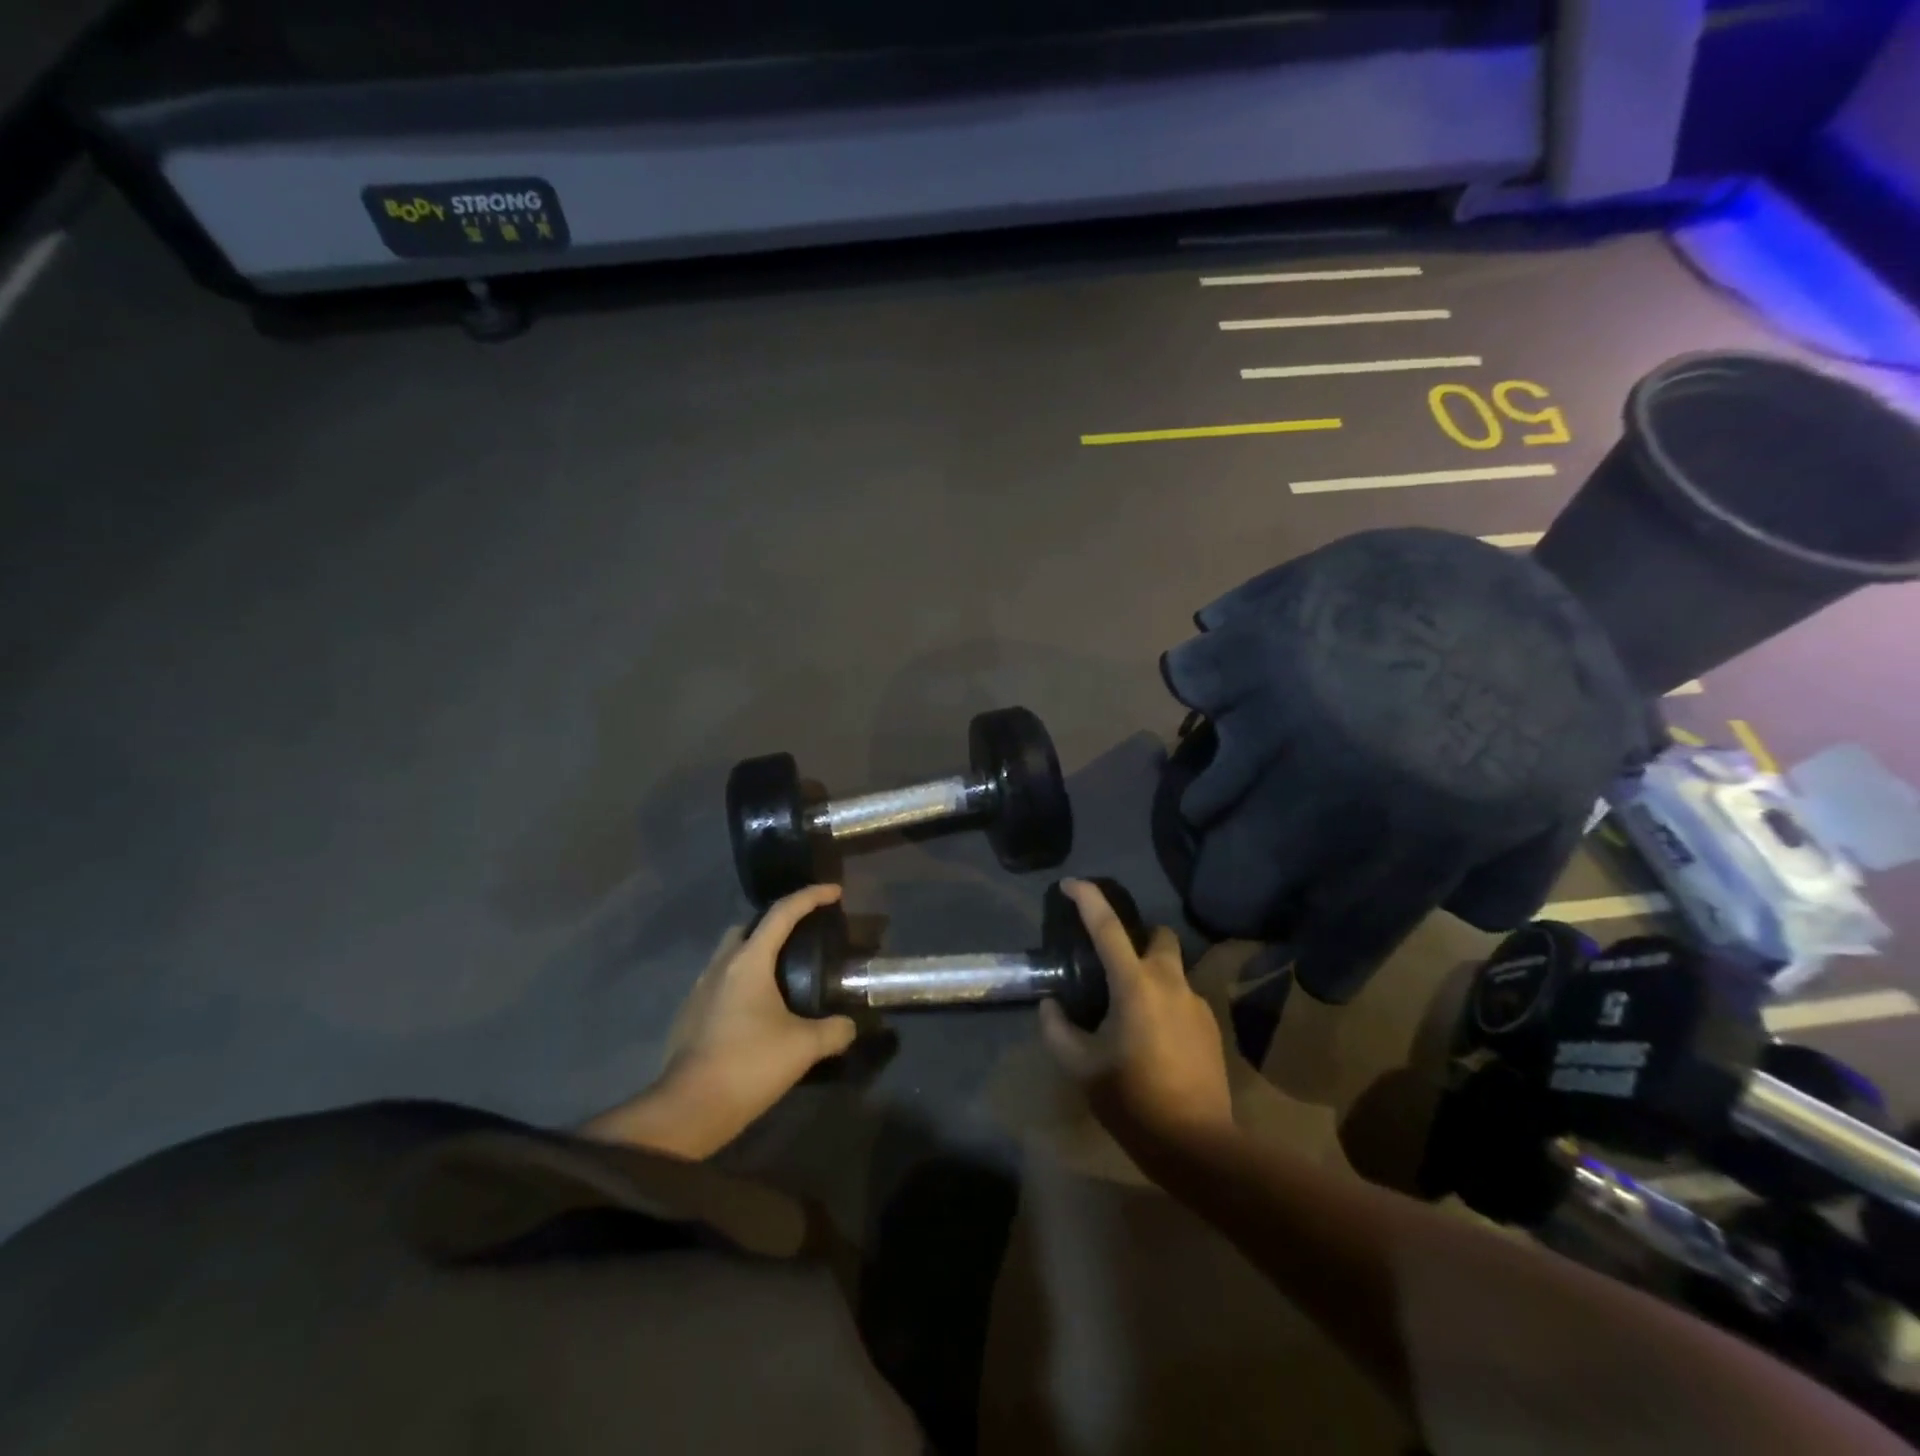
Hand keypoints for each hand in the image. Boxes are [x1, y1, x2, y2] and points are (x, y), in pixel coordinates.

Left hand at [580, 884, 857, 1157]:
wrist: (689, 1109)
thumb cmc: (749, 1065)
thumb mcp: (804, 1047)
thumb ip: (834, 1031)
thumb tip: (850, 1026)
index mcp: (749, 961)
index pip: (782, 912)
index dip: (811, 897)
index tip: (834, 892)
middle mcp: (721, 966)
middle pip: (749, 927)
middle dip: (776, 924)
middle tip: (803, 938)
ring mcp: (700, 990)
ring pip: (730, 955)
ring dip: (756, 954)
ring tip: (783, 975)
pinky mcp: (691, 1015)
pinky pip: (720, 982)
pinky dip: (742, 983)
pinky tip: (758, 1010)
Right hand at [1039, 879, 1234, 1158]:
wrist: (1197, 1144)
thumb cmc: (1133, 1099)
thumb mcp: (1081, 1067)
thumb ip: (1057, 1029)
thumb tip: (1051, 1005)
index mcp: (1134, 984)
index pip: (1107, 927)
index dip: (1087, 899)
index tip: (1070, 884)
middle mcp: (1170, 982)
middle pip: (1158, 935)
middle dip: (1138, 935)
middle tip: (1114, 959)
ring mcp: (1197, 1003)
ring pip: (1173, 969)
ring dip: (1152, 974)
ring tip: (1131, 1010)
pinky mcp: (1212, 1027)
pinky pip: (1184, 999)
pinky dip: (1166, 1003)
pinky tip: (1154, 1038)